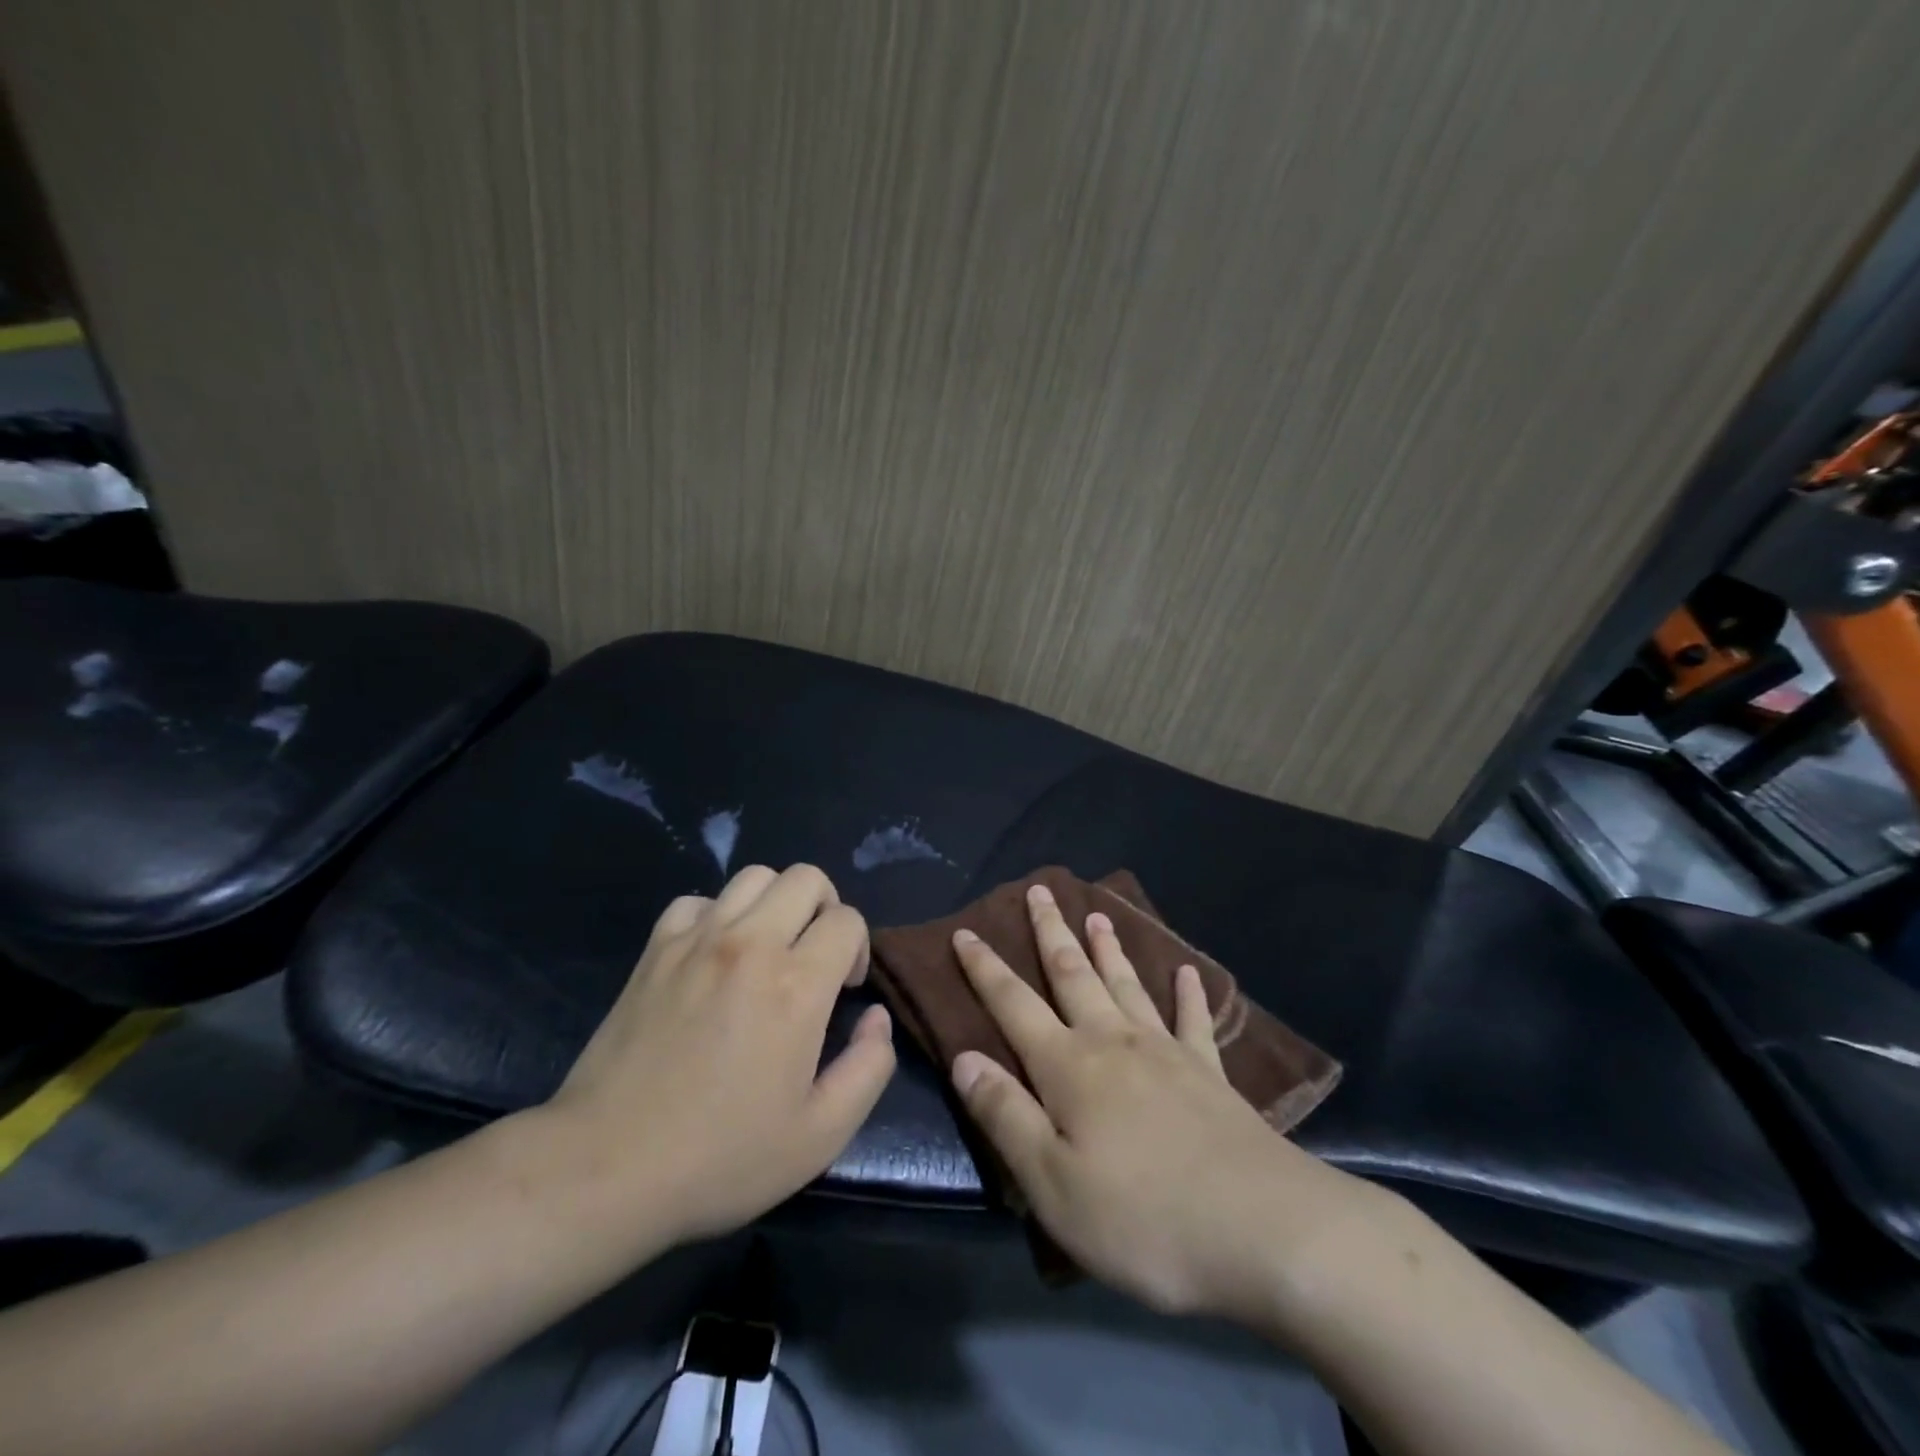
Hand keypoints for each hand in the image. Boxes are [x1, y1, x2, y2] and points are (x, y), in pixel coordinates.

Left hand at [544, 863, 895, 1246]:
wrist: (607, 1170)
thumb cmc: (721, 1157)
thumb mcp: (820, 1135)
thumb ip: (869, 1067)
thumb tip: (876, 1018)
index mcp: (796, 985)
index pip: (847, 920)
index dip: (857, 949)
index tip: (844, 990)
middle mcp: (750, 945)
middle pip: (806, 879)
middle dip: (826, 909)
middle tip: (814, 957)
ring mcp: (696, 941)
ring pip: (754, 877)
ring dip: (776, 903)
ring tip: (769, 949)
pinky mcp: (655, 951)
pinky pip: (697, 901)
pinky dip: (717, 916)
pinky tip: (714, 956)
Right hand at [950, 885, 1373, 1323]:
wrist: (1261, 1228)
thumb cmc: (1142, 1216)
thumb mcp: (1052, 1184)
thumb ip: (1005, 1115)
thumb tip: (964, 1057)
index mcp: (1068, 1067)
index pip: (1013, 1003)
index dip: (985, 968)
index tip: (965, 931)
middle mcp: (1113, 1042)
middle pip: (1073, 974)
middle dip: (1051, 932)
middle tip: (1041, 890)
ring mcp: (1166, 1052)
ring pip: (1127, 985)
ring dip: (1109, 948)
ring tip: (1098, 915)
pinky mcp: (1210, 1074)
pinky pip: (1193, 1022)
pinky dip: (1188, 995)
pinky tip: (1188, 973)